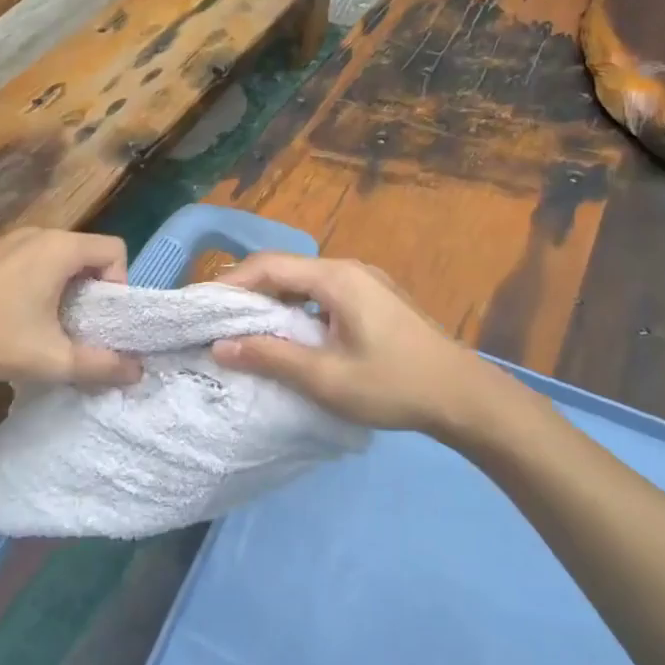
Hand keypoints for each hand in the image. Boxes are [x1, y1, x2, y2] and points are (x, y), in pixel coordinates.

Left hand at [0, 228, 142, 387]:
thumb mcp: (53, 360)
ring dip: (67, 286)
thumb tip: (137, 372)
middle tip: (79, 325)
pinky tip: (18, 314)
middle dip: (94, 289)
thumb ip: (101, 366)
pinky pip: (34, 258)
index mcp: (60, 249)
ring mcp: (11, 239)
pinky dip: (41, 280)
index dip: (119, 284)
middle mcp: (39, 233)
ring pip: (60, 256)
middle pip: (88, 252)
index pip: (115, 250)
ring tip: (50, 323)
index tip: (100, 318)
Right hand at [210, 254, 505, 435]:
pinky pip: (323, 294)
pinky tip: (290, 335)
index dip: (229, 284)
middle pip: (285, 270)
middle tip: (216, 320)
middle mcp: (349, 269)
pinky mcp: (376, 300)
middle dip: (247, 292)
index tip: (200, 308)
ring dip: (273, 301)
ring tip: (244, 329)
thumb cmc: (394, 385)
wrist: (464, 397)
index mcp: (336, 278)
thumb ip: (270, 357)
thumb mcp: (326, 378)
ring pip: (304, 282)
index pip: (268, 267)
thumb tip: (219, 346)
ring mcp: (366, 282)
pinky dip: (297, 308)